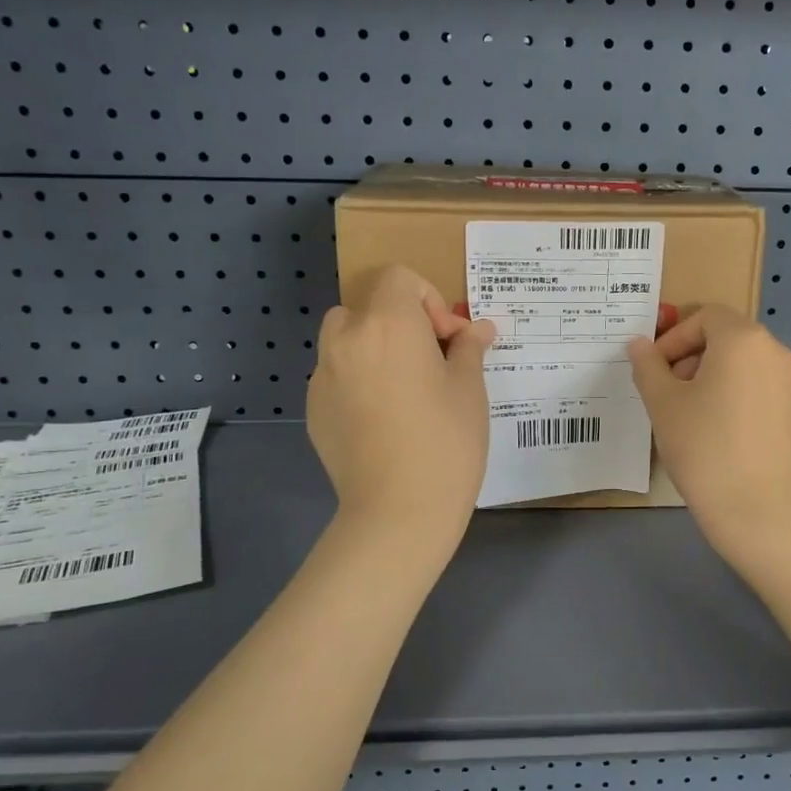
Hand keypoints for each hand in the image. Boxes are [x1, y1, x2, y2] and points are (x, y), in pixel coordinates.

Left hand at [308, 265, 495, 536]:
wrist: (398, 511)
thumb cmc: (446, 440)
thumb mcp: (469, 389)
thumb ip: (468, 349)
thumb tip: (477, 329)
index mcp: (388, 324)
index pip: (400, 278)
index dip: (429, 300)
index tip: (448, 340)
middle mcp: (346, 339)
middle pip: (368, 307)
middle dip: (399, 323)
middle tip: (429, 361)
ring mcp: (323, 376)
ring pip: (346, 341)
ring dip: (374, 348)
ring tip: (404, 389)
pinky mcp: (313, 410)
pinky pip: (336, 377)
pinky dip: (358, 381)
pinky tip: (383, 420)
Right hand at [627, 305, 790, 547]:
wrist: (758, 512)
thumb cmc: (703, 449)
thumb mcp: (662, 404)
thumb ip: (648, 365)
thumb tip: (639, 343)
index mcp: (743, 340)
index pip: (706, 317)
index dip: (675, 338)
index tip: (655, 369)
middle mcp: (778, 353)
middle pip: (731, 339)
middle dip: (696, 358)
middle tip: (672, 393)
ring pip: (752, 366)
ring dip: (723, 378)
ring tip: (700, 415)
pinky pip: (772, 393)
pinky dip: (750, 400)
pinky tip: (736, 432)